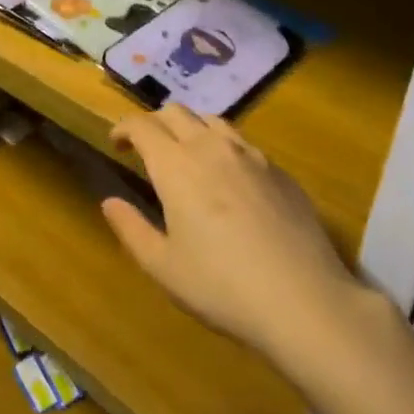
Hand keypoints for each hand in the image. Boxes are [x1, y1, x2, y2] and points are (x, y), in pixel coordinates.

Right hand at [103, 106, 361, 366]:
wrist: (304, 301)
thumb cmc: (222, 287)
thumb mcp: (163, 267)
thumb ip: (131, 229)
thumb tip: (110, 202)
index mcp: (176, 165)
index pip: (142, 125)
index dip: (124, 128)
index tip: (117, 143)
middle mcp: (211, 148)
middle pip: (177, 112)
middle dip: (155, 122)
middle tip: (147, 148)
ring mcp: (251, 156)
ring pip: (213, 120)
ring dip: (192, 128)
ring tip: (189, 157)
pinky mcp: (281, 171)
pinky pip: (244, 144)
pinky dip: (225, 148)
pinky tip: (231, 181)